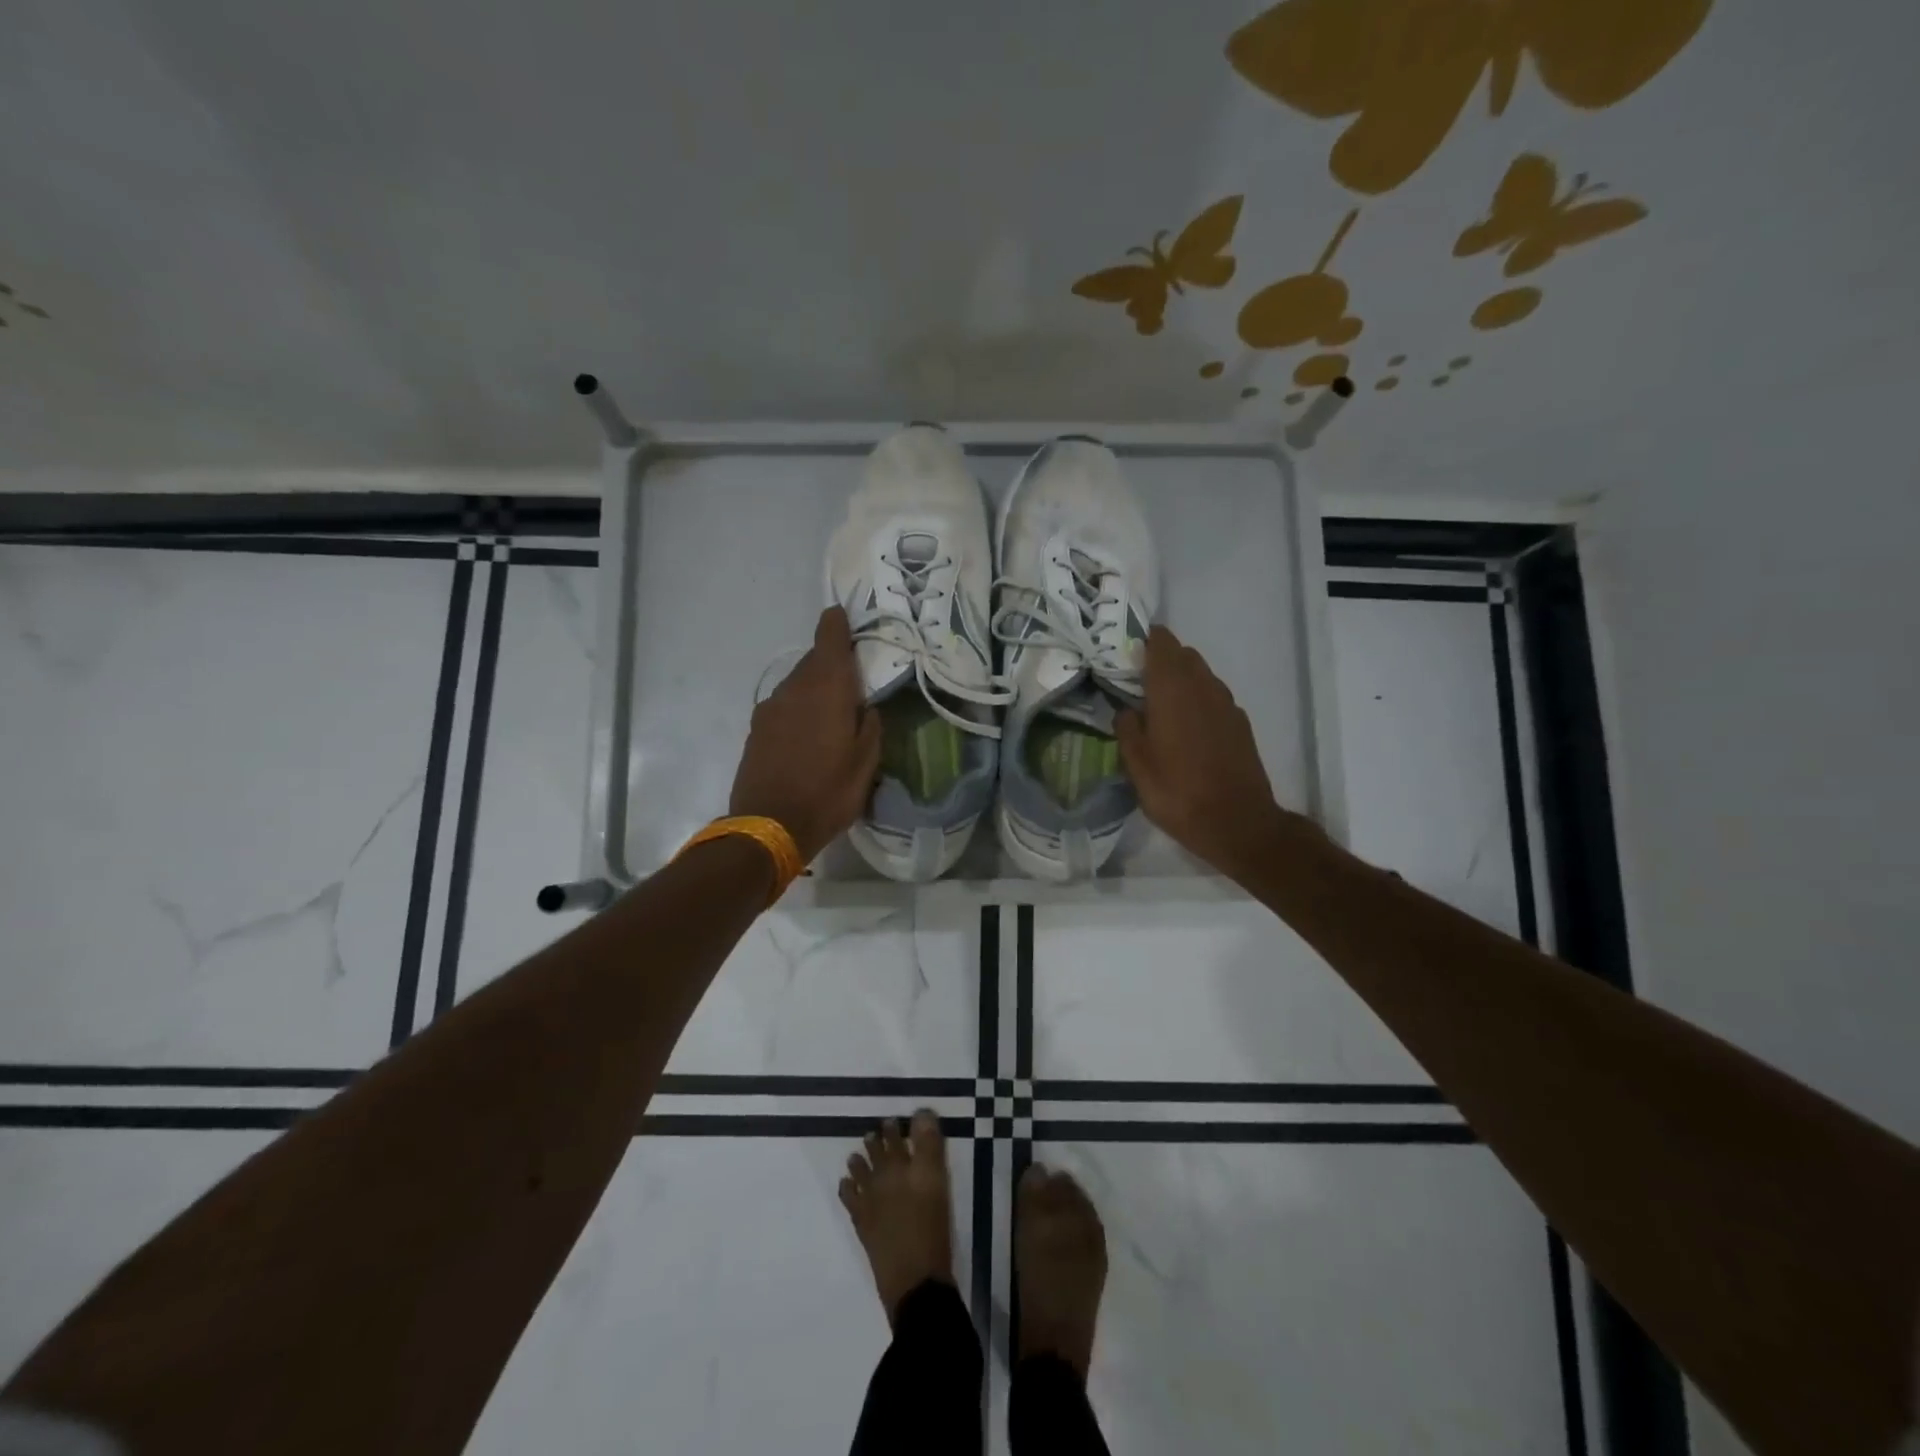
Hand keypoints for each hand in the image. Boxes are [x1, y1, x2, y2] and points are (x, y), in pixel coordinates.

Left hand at [729, 607, 882, 864]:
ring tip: (833, 713)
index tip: (845, 617)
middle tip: (854, 680)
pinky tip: (809, 734)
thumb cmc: (828, 793)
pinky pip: (784, 706)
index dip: (837, 623)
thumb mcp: (866, 763)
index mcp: (825, 688)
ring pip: (797, 684)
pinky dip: (799, 709)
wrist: (768, 827)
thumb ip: (870, 725)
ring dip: (815, 689)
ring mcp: (770, 709)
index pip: (828, 638)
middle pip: (813, 661)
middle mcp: (793, 689)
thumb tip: (865, 706)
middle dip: (832, 663)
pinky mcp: (756, 730)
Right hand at [1116, 626, 1309, 881]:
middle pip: (1183, 655)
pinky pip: (1214, 696)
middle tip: (1136, 679)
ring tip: (1159, 703)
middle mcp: (1203, 687)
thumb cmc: (1178, 792)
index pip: (1161, 644)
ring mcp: (1226, 704)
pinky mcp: (1240, 723)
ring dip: (1181, 678)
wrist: (1237, 822)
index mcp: (1172, 690)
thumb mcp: (1137, 766)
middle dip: (1161, 659)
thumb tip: (1127, 710)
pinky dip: (1198, 698)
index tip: (1126, 650)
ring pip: (1201, 674)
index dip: (1144, 640)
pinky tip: (1185, 724)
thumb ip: (1128, 729)